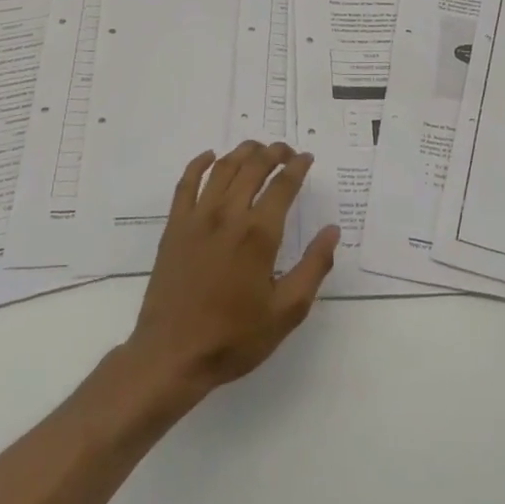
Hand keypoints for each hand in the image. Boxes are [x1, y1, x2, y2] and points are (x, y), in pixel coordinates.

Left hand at [128, 142, 340, 403]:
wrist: (172, 355)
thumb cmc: (234, 337)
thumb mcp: (287, 311)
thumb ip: (314, 267)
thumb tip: (332, 231)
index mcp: (259, 234)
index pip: (283, 185)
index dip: (297, 167)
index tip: (307, 158)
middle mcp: (228, 215)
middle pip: (253, 168)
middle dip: (273, 153)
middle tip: (286, 150)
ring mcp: (197, 218)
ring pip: (222, 169)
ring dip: (242, 152)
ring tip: (257, 148)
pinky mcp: (174, 227)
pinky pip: (186, 183)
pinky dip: (198, 164)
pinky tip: (209, 156)